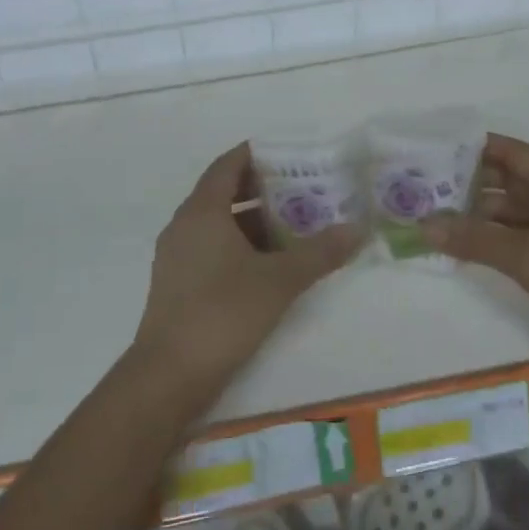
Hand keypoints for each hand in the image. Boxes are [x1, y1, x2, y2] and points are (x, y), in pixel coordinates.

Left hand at [133, 143, 362, 388]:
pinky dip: (241, 246)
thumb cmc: (223, 313)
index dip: (257, 155)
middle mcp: (184, 226)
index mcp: (202, 212)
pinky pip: (212, 248)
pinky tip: (271, 264)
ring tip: (296, 225)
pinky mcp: (179, 283)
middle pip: (224, 193)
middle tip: (304, 190)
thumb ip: (320, 252)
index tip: (290, 155)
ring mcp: (177, 256)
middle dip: (263, 189)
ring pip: (219, 224)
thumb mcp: (280, 280)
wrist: (169, 374)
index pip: (228, 165)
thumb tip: (359, 229)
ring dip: (254, 221)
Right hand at [424, 134, 528, 367]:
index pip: (513, 154)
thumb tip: (424, 226)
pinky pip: (508, 243)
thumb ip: (476, 238)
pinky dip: (484, 242)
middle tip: (420, 186)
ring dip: (471, 217)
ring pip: (504, 215)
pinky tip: (452, 246)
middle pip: (505, 183)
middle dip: (466, 184)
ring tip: (428, 216)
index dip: (476, 147)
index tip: (436, 148)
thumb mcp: (527, 255)